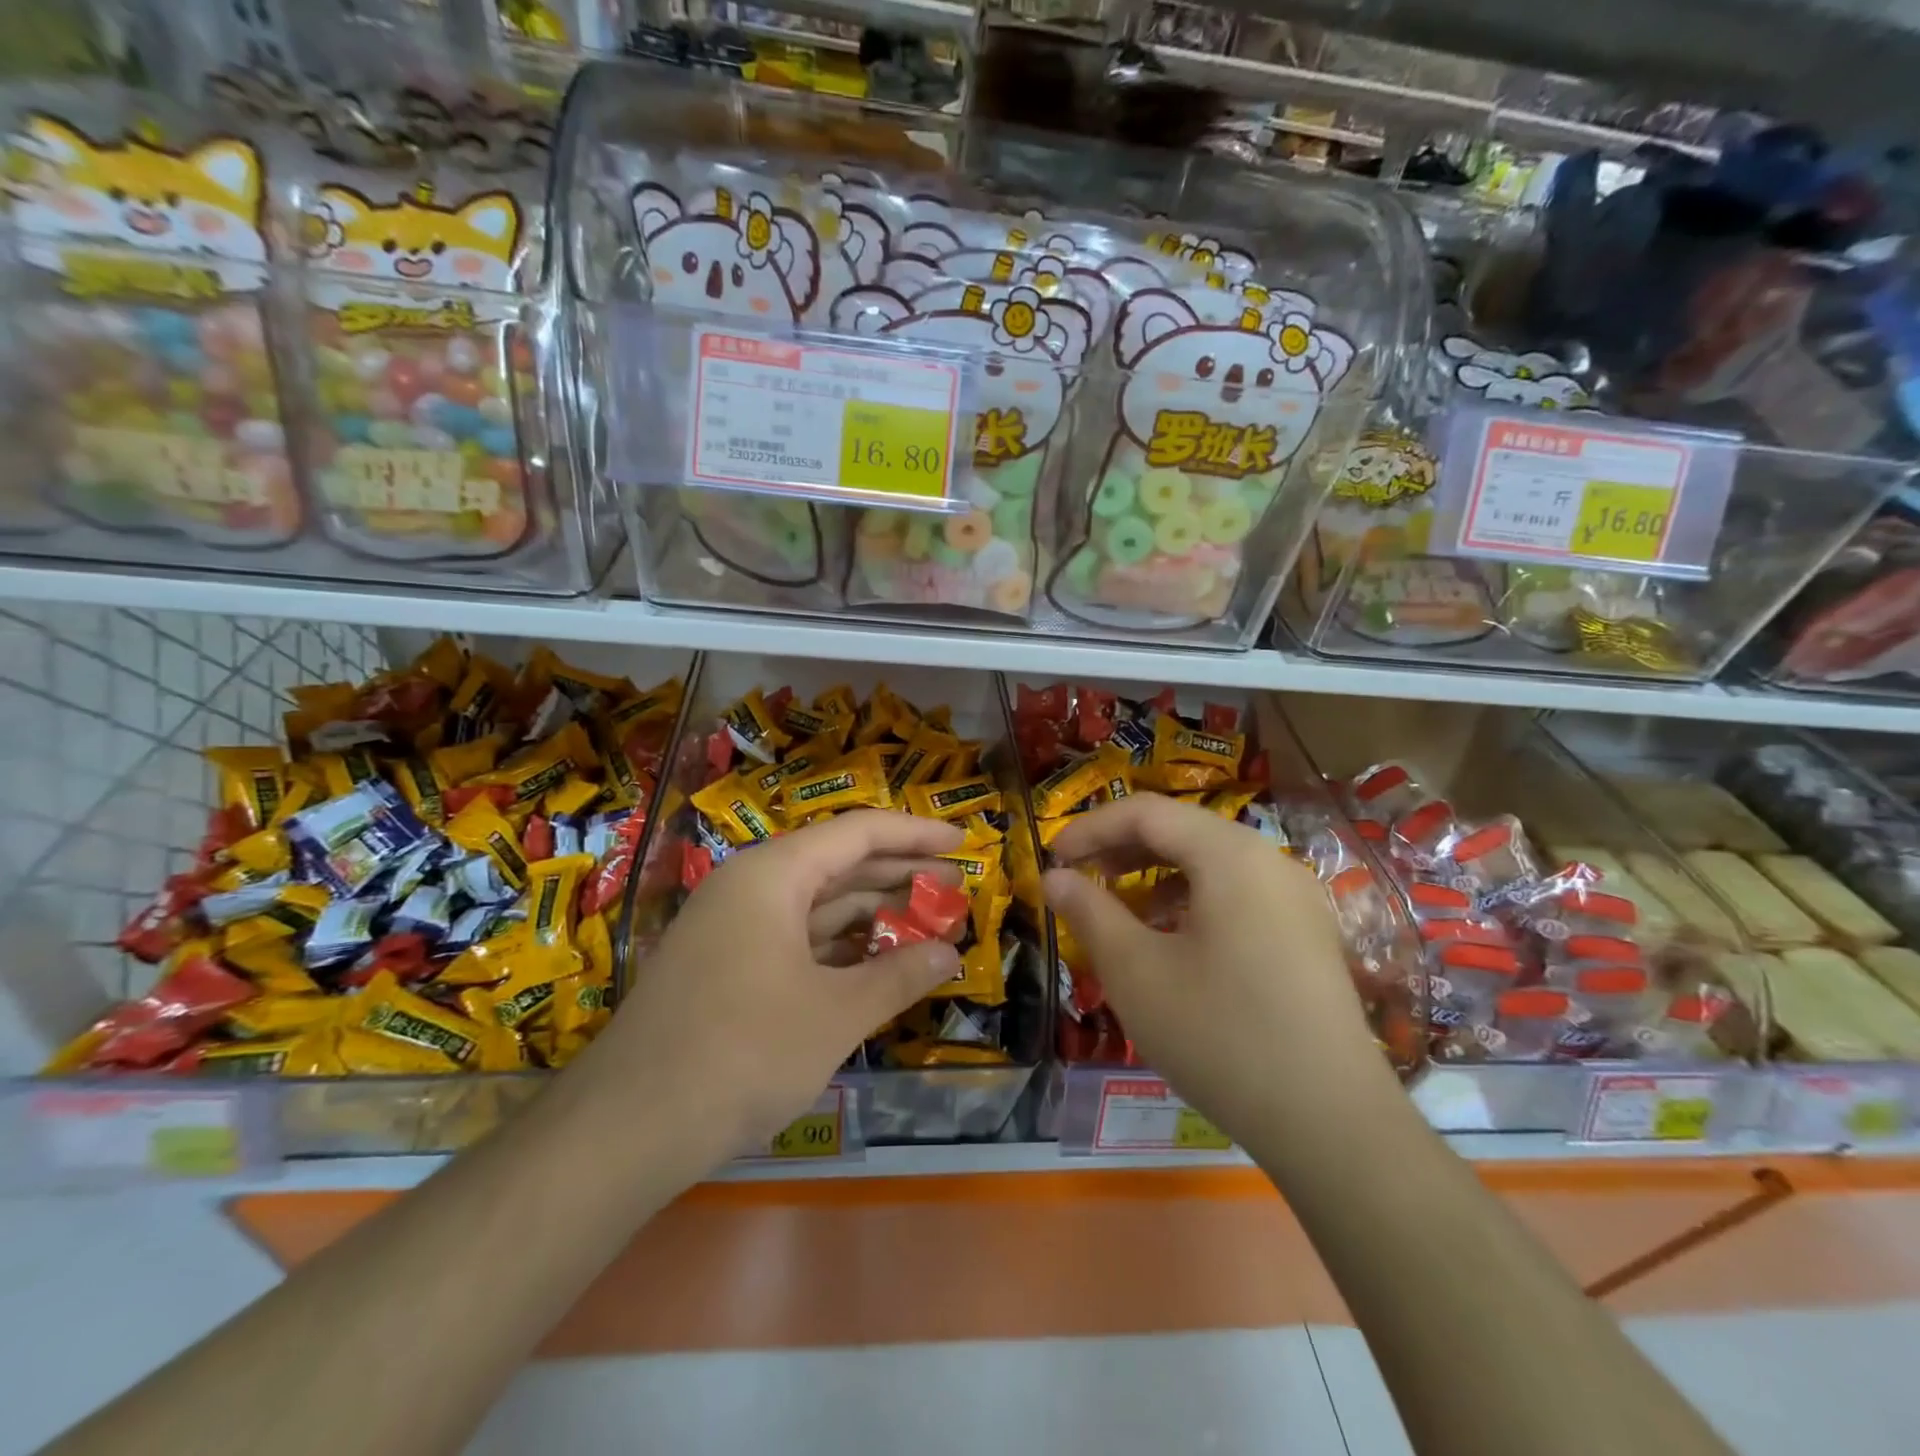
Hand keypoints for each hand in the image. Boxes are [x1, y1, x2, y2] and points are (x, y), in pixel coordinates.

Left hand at [587, 810, 964, 1158]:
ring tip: (927, 924)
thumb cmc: (743, 1053)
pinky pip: (795, 939)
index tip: (963, 842)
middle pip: (838, 864)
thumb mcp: (835, 1014)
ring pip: (817, 905)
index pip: (858, 832)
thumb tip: (950, 954)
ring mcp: (733, 928)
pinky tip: (875, 963)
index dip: (916, 834)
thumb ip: (899, 976)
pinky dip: (839, 947)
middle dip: (900, 875)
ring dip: (872, 914)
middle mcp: (750, 887)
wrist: (626, 1128)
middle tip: (957, 887)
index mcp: (773, 875)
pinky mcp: (726, 967)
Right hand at [1043, 796, 1391, 1146]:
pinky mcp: (1307, 936)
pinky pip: (1238, 894)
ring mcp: (1297, 899)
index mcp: (1231, 855)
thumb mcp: (1135, 971)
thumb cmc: (1219, 1035)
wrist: (1332, 1124)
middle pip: (1183, 830)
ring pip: (1211, 862)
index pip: (1147, 812)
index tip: (1052, 858)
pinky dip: (1192, 899)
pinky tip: (1171, 940)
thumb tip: (1054, 877)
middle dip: (1122, 848)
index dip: (1091, 826)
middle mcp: (1270, 861)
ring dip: (1156, 874)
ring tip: (1118, 909)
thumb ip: (1089, 912)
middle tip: (1079, 877)